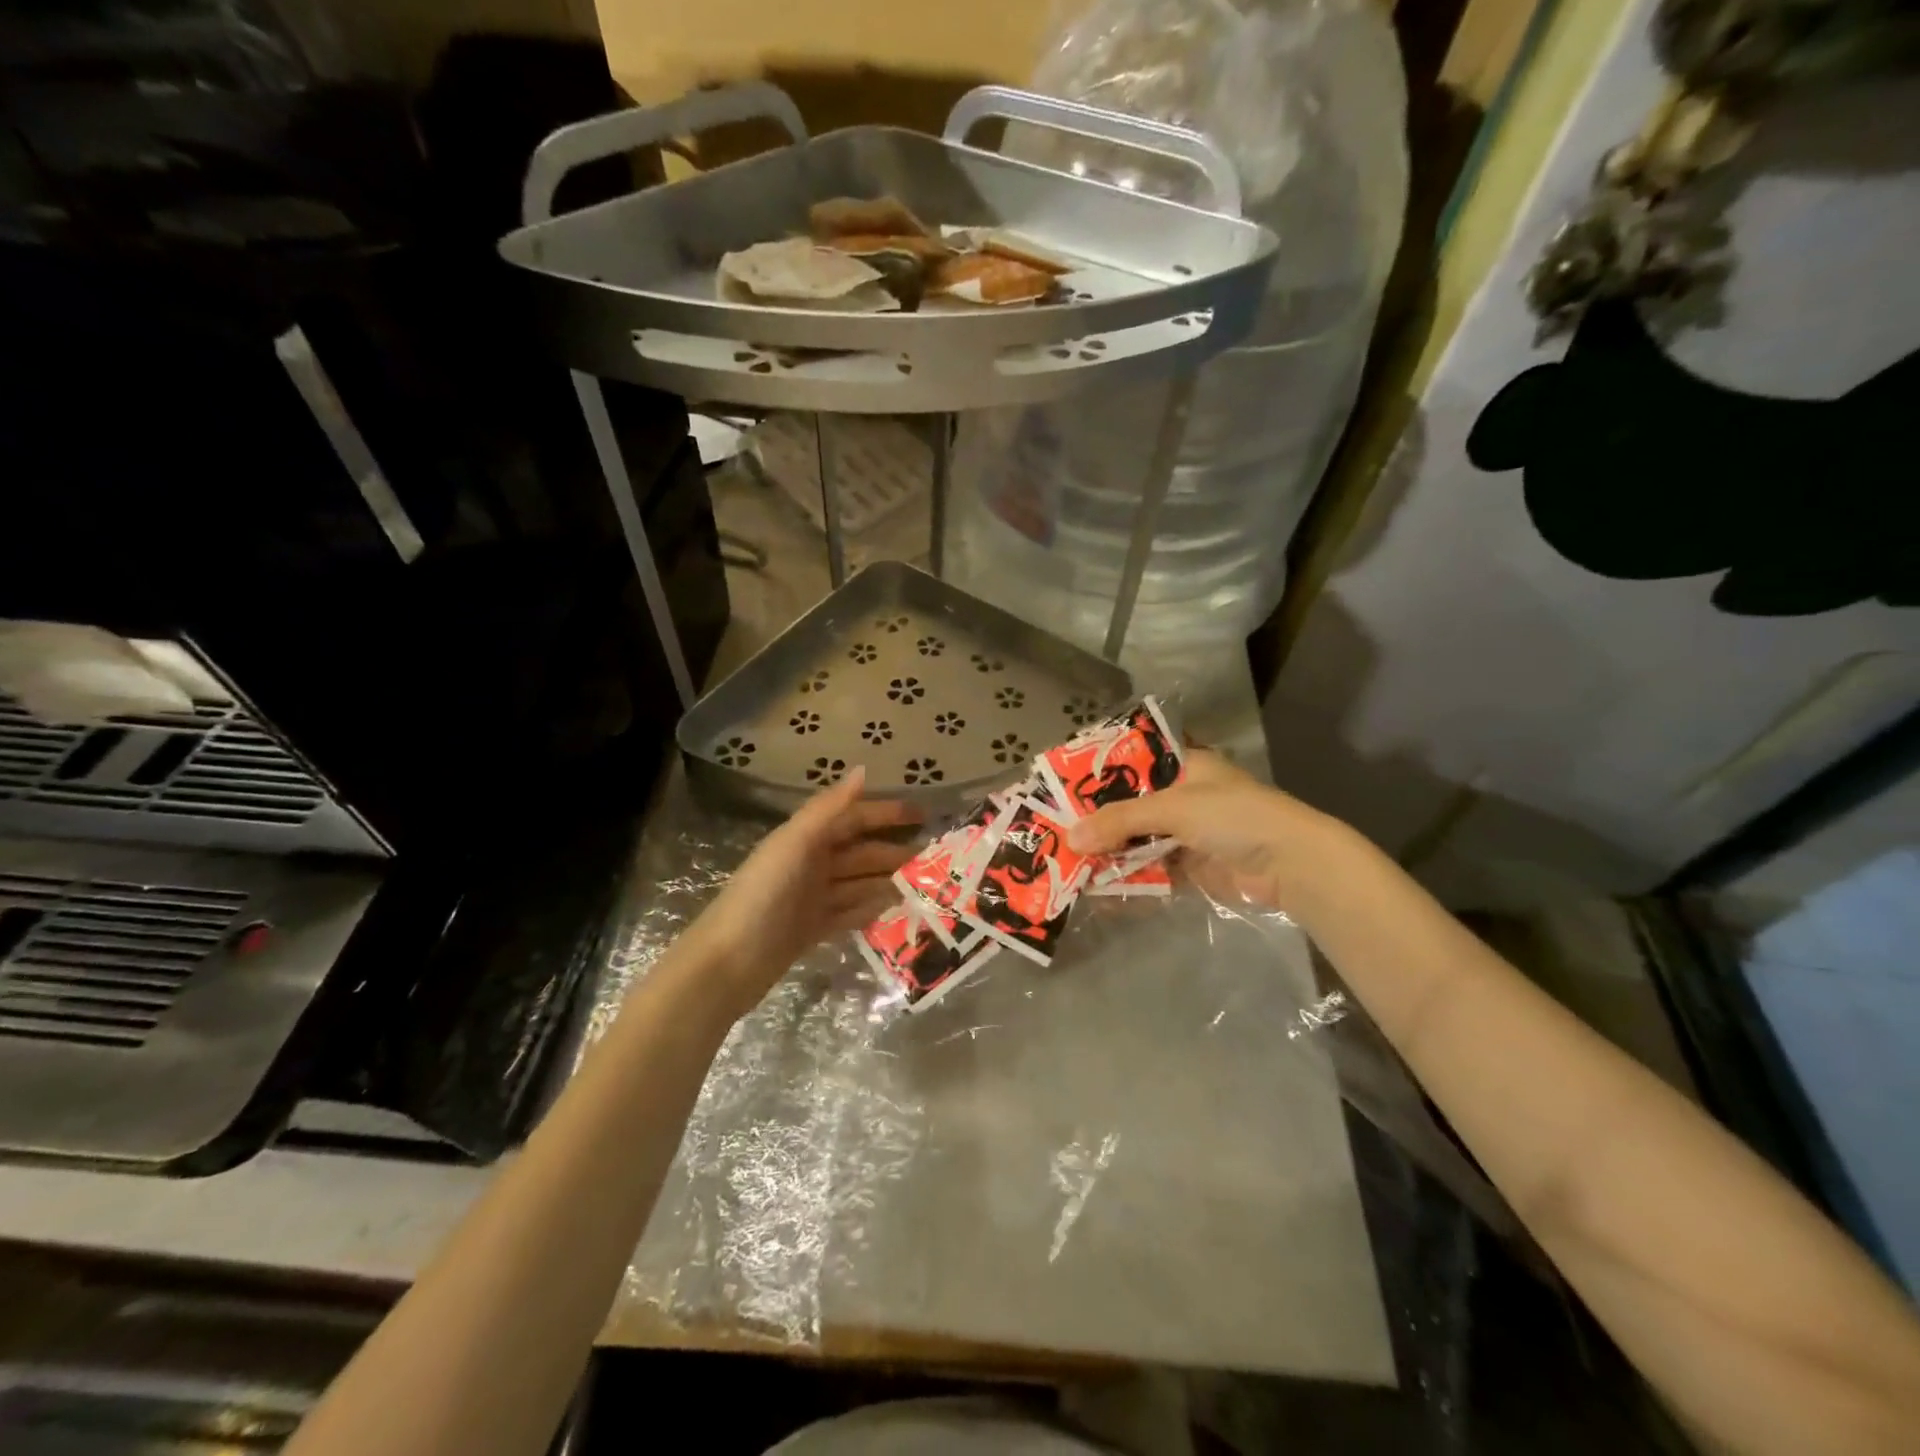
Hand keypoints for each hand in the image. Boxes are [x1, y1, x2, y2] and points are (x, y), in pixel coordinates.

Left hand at [685, 768, 918, 1020]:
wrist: (728, 963)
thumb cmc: (763, 895)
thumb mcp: (795, 845)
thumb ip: (829, 809)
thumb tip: (864, 770)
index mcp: (805, 839)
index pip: (853, 818)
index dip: (886, 814)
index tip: (925, 816)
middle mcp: (810, 864)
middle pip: (860, 852)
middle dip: (894, 852)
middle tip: (936, 859)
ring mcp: (811, 899)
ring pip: (859, 883)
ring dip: (888, 882)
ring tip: (925, 886)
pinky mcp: (812, 929)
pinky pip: (850, 913)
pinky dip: (871, 910)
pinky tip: (897, 911)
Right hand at [1064, 749, 1337, 911]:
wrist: (1290, 865)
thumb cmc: (1233, 817)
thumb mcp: (1173, 809)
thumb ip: (1120, 822)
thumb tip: (1071, 839)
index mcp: (1185, 766)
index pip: (1133, 764)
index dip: (1099, 776)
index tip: (1062, 788)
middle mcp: (1183, 797)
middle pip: (1130, 806)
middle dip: (1097, 821)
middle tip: (1056, 830)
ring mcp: (1187, 833)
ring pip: (1137, 840)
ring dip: (1109, 851)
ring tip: (1068, 860)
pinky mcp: (1190, 867)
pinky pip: (1150, 869)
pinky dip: (1127, 876)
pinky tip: (1097, 885)